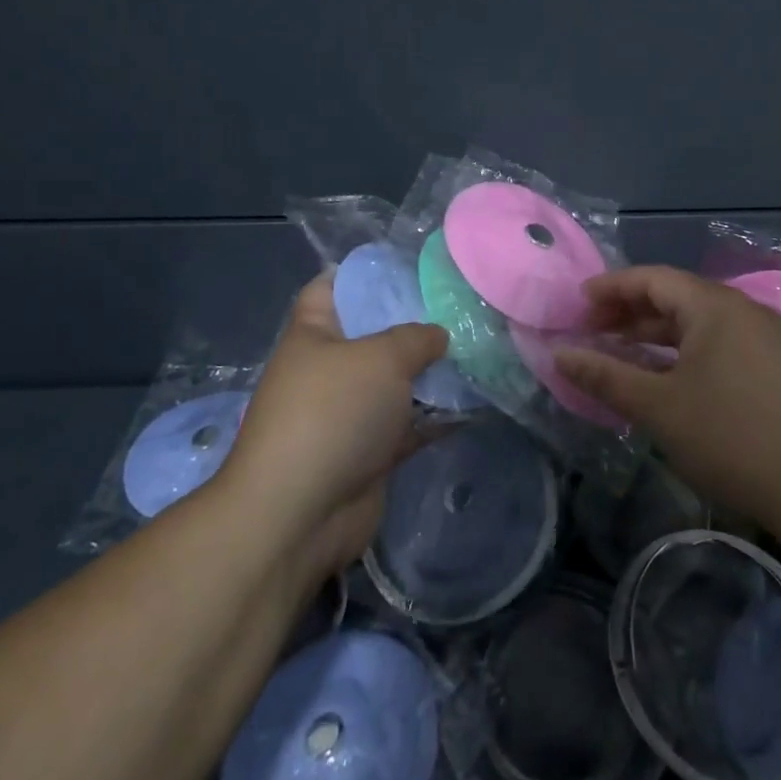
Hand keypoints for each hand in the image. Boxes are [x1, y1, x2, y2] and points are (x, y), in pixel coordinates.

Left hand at [222, 276, 448, 587]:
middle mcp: (329, 369)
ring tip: (478, 349)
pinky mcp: (369, 452)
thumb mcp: (381, 357)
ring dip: (432, 372)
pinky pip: (409, 424)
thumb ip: (417, 337)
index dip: (364, 272)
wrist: (302, 513)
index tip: (410, 266)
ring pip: (396, 381)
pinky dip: (437, 416)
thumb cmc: (333, 413)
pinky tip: (475, 402)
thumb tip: (438, 336)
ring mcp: (348, 412)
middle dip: (415, 323)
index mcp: (314, 334)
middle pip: (374, 334)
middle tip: (460, 307)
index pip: (331, 286)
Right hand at [555, 266, 780, 525]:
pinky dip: (681, 348)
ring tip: (617, 350)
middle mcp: (740, 309)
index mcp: (715, 306)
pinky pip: (714, 340)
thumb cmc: (727, 437)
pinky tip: (659, 372)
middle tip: (591, 329)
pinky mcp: (770, 363)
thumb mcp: (657, 406)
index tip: (577, 304)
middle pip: (675, 295)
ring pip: (696, 320)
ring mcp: (760, 336)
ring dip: (654, 332)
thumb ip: (606, 375)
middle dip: (630, 310)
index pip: (653, 279)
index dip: (611, 288)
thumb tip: (559, 355)